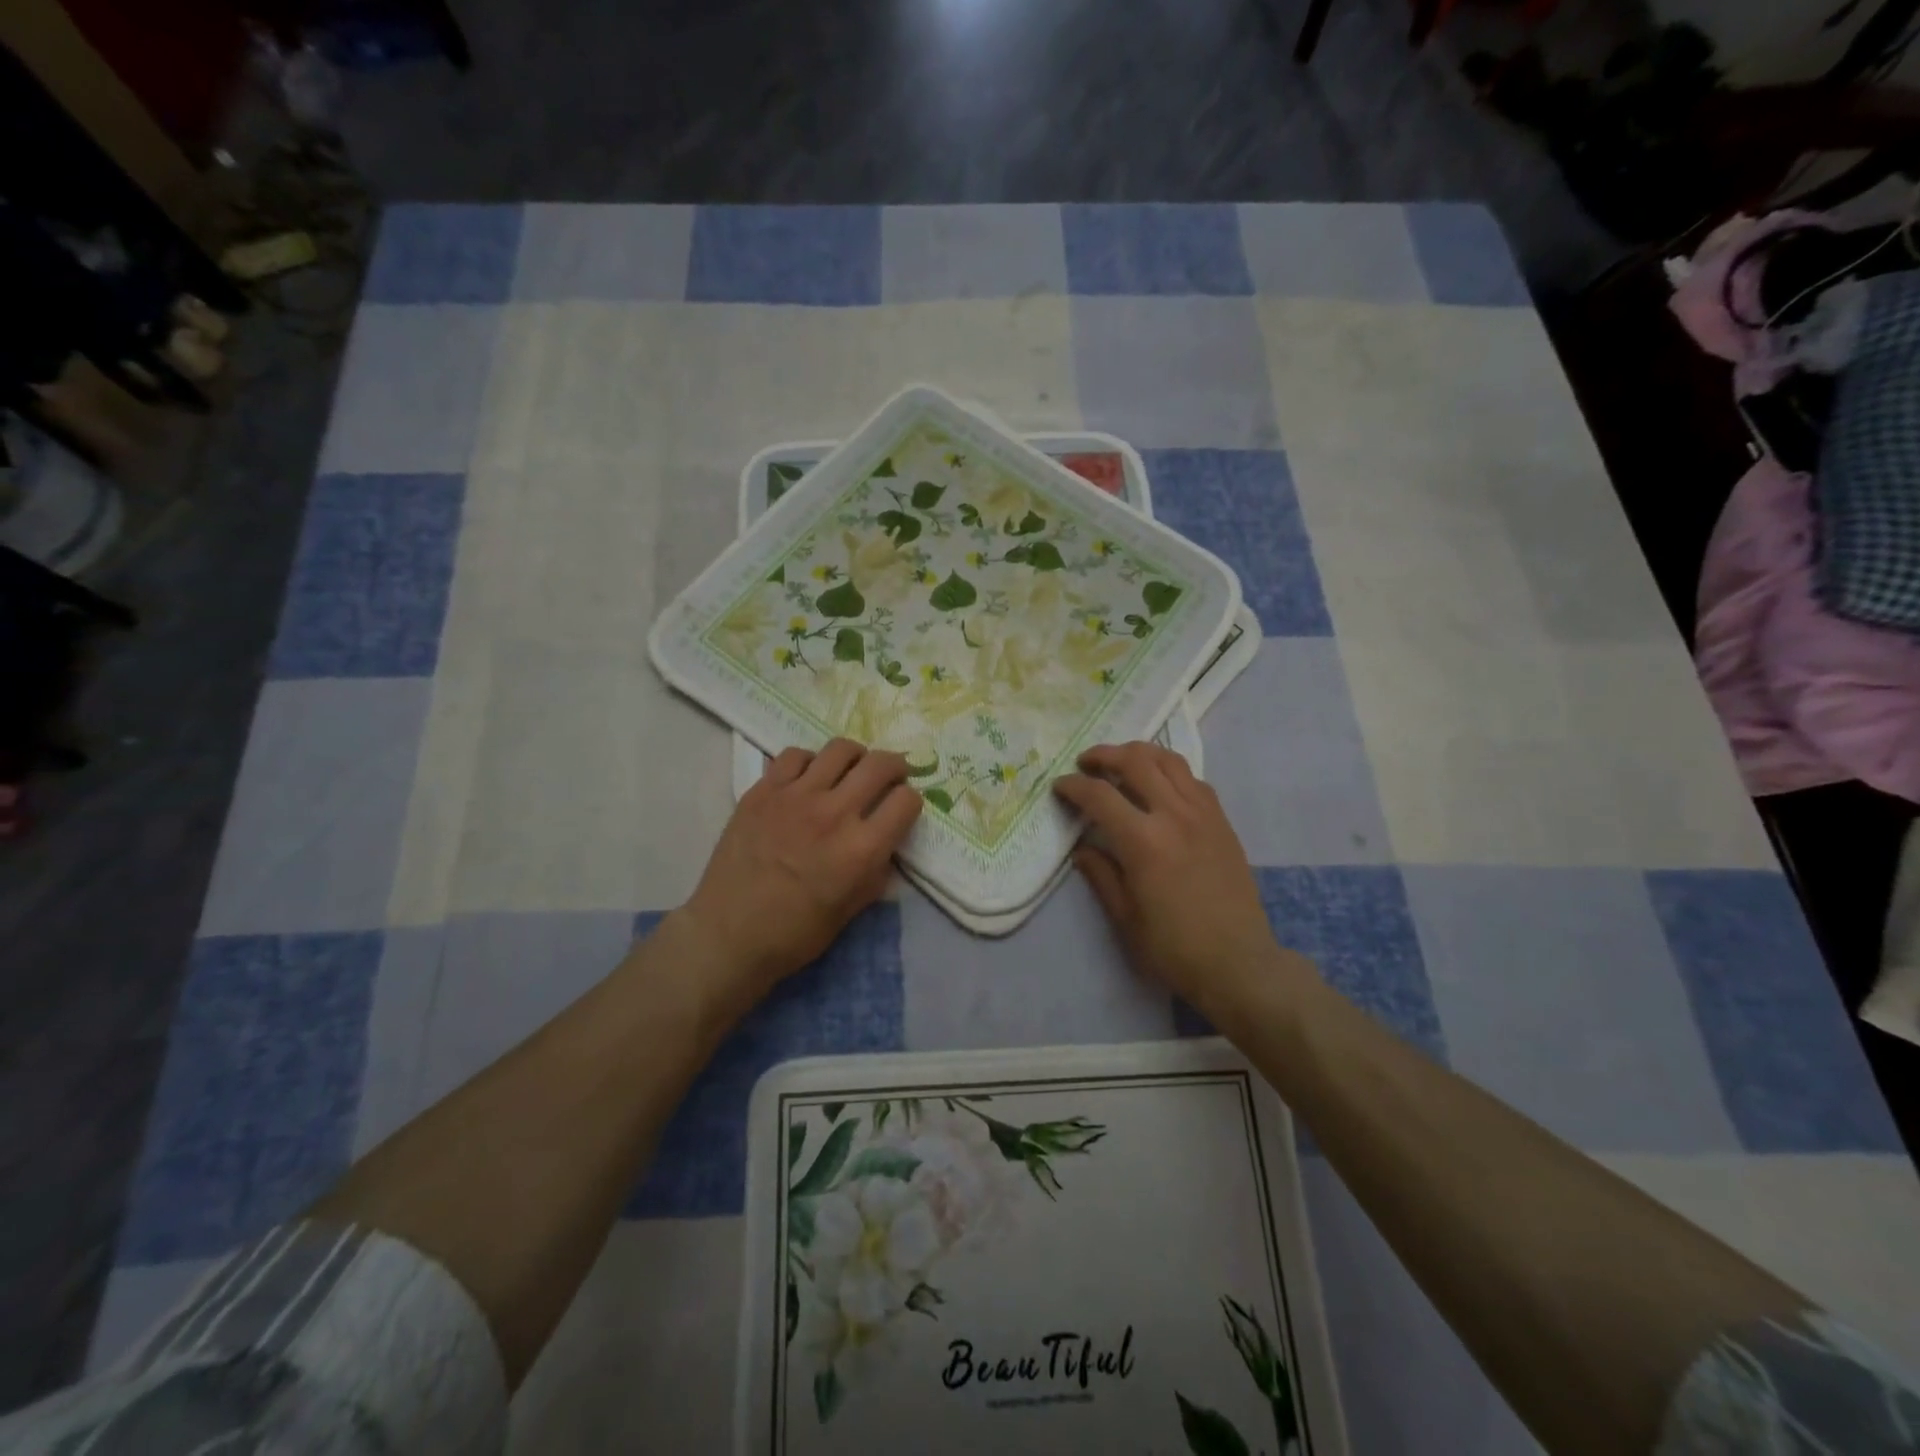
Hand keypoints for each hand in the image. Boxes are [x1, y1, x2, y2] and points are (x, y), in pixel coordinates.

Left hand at [677, 739, 920, 1009]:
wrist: (728, 935)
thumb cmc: (795, 934)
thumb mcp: (851, 911)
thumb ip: (876, 872)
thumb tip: (886, 844)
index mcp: (861, 849)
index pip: (906, 800)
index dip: (910, 802)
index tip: (902, 808)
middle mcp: (833, 813)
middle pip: (880, 764)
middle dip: (895, 766)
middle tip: (891, 775)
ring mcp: (795, 796)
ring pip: (840, 749)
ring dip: (855, 757)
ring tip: (850, 770)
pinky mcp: (762, 791)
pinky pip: (795, 755)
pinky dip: (810, 762)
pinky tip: (807, 779)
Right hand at [1054, 742, 1311, 1021]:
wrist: (1238, 963)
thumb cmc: (1174, 948)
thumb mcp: (1125, 916)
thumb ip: (1101, 874)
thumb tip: (1081, 848)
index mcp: (1144, 842)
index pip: (1100, 796)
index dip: (1073, 786)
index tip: (1059, 787)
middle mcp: (1175, 816)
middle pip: (1136, 761)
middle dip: (1104, 755)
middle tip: (1086, 764)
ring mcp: (1204, 814)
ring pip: (1169, 760)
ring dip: (1140, 754)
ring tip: (1122, 763)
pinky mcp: (1222, 821)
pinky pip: (1193, 780)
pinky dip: (1170, 772)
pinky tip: (1160, 787)